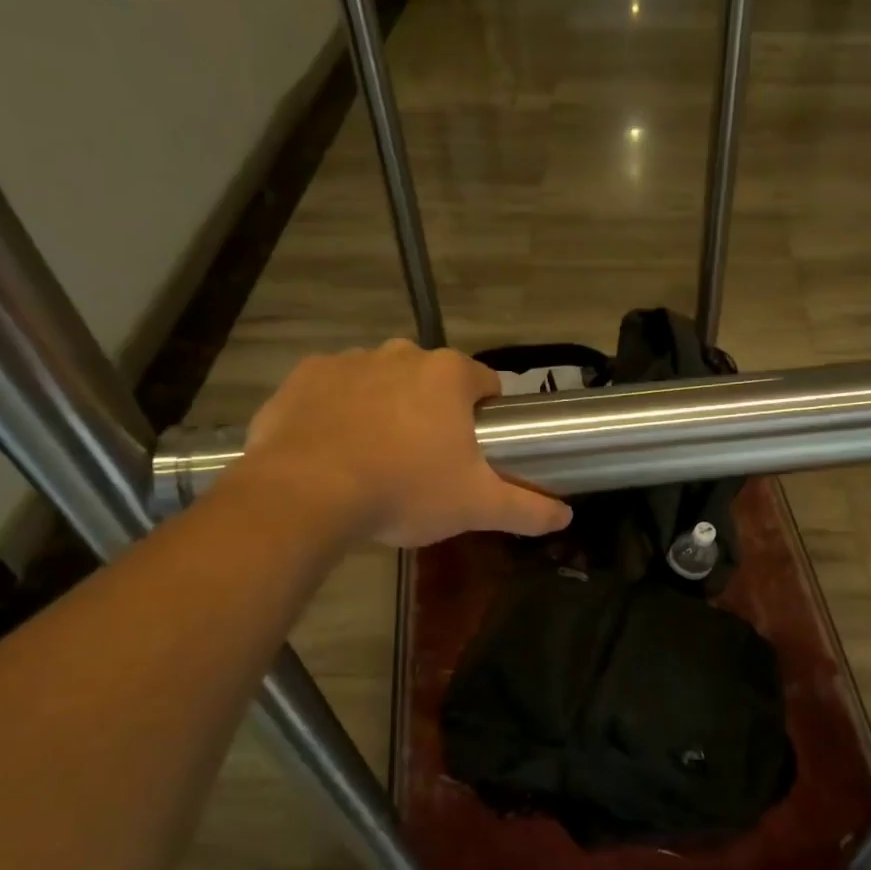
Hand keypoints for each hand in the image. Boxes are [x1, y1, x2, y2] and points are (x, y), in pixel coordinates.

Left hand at [236, 340, 571, 547]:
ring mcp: (348, 360)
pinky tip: (333, 451)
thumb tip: (566, 516)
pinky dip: (338, 412)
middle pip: (432, 381)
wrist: (306, 494)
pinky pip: (333, 390)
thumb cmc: (405, 490)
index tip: (474, 450)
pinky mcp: (304, 376)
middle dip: (433, 413)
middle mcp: (401, 353)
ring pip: (382, 382)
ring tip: (376, 460)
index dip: (486, 416)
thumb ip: (527, 509)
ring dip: (386, 409)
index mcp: (448, 375)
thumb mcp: (476, 506)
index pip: (486, 383)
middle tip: (425, 462)